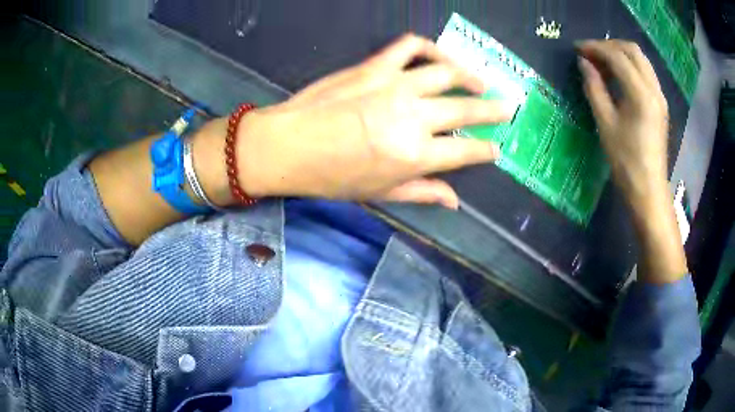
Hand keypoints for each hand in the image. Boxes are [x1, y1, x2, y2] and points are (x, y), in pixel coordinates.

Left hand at [234, 34, 513, 208]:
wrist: (287, 146)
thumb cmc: (331, 177)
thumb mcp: (379, 194)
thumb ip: (422, 193)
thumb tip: (456, 202)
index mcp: (415, 155)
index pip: (465, 152)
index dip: (485, 150)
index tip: (497, 148)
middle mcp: (413, 117)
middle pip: (466, 110)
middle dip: (493, 110)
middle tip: (509, 107)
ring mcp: (395, 85)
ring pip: (446, 72)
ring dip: (469, 76)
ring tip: (480, 82)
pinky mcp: (375, 66)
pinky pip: (409, 47)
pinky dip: (428, 47)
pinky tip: (437, 55)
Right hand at [578, 39, 686, 282]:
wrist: (648, 190)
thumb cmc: (626, 162)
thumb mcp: (605, 124)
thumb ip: (594, 88)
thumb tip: (583, 63)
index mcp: (641, 94)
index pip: (617, 56)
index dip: (595, 48)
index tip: (577, 49)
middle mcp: (654, 89)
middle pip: (632, 50)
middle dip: (609, 45)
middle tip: (590, 54)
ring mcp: (660, 96)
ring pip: (640, 59)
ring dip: (620, 54)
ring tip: (601, 63)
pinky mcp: (660, 104)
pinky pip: (645, 72)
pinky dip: (629, 66)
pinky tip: (617, 76)